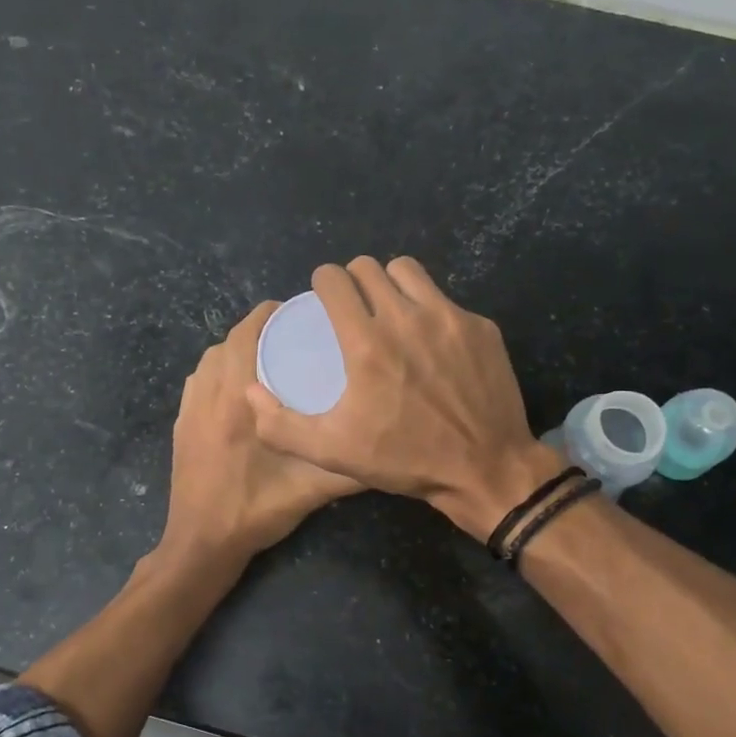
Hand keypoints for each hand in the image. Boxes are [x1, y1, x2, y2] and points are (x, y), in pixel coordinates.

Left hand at [161, 301, 362, 564]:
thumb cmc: (255, 510)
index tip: (301, 312)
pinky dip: (218, 369)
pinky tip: (241, 386)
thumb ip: (350, 467)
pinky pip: (199, 379)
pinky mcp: (182, 423)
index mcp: (238, 399)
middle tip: (293, 332)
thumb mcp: (312, 490)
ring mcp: (190, 408)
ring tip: (270, 354)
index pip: (248, 334)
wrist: (201, 543)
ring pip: (211, 358)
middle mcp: (209, 393)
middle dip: (258, 328)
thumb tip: (391, 445)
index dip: (272, 315)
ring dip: (236, 348)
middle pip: (229, 340)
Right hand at [246, 257, 563, 540]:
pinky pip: (445, 299)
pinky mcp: (480, 327)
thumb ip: (281, 425)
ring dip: (391, 283)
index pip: (335, 279)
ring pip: (408, 271)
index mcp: (367, 342)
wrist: (485, 469)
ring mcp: (449, 318)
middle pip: (369, 267)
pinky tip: (431, 343)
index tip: (323, 299)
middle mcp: (407, 317)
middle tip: (353, 307)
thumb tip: (251, 393)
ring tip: (390, 311)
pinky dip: (430, 310)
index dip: (322, 283)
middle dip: (354, 280)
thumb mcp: (332, 452)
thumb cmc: (404, 459)